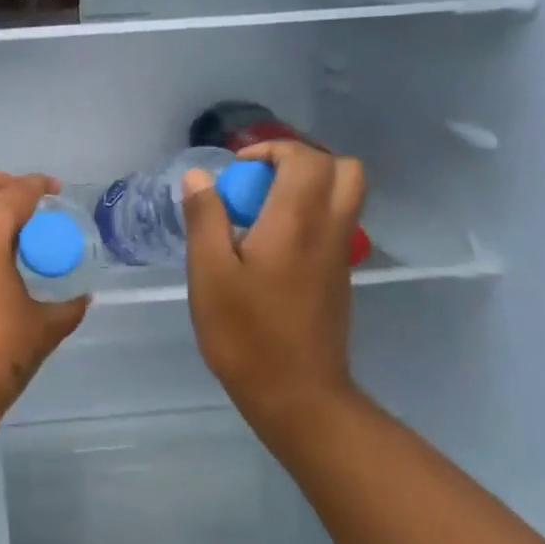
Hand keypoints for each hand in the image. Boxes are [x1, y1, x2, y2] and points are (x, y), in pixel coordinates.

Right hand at [182, 141, 364, 420]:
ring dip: (309, 187)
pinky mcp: (339, 277)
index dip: (272, 150)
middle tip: (260, 182)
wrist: (297, 394)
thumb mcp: (209, 273)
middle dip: (301, 161)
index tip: (237, 171)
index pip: (306, 158)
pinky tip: (270, 246)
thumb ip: (205, 218)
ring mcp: (340, 255)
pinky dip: (310, 215)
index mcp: (297, 221)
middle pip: (344, 169)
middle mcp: (329, 229)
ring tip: (262, 211)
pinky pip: (336, 224)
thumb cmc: (246, 332)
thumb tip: (199, 176)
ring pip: (345, 196)